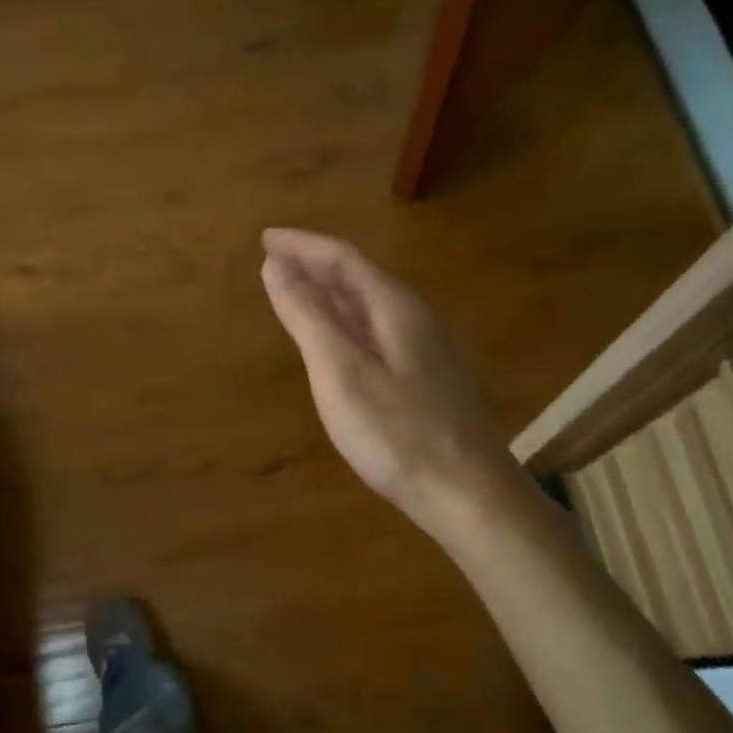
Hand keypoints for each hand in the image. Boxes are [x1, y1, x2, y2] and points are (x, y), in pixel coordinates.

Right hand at [260, 229, 517, 544]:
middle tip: (274, 260)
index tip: (265, 239)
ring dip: (331, 293)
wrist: (467, 493)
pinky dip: (346, 323)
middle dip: (314, 264)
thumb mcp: (341, 372)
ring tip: (298, 292)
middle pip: (359, 278)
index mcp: (394, 309)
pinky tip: (340, 342)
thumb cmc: (397, 434)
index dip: (301, 246)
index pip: (342, 260)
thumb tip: (276, 265)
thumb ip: (308, 317)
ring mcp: (425, 351)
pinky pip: (377, 332)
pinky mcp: (426, 381)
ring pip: (370, 306)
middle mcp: (415, 320)